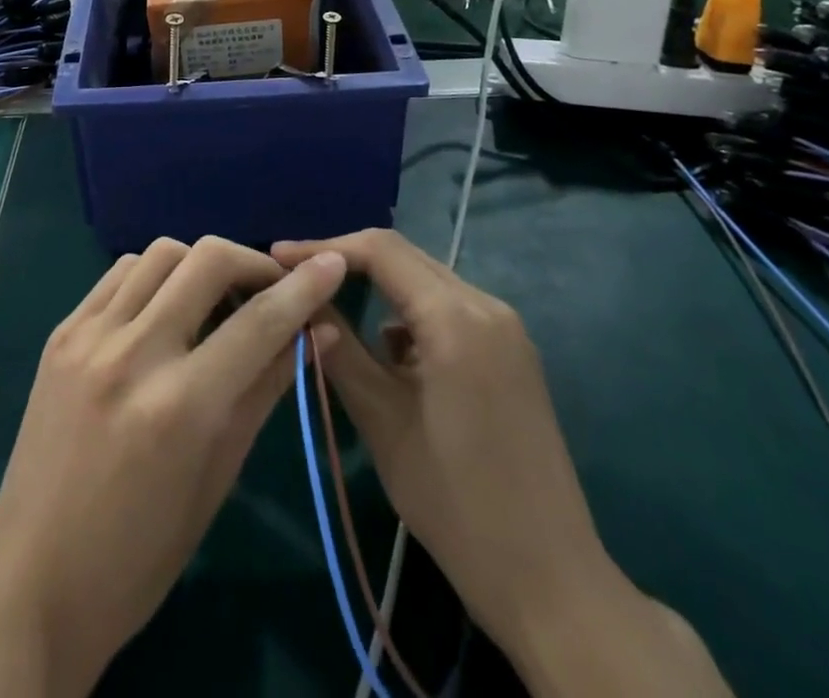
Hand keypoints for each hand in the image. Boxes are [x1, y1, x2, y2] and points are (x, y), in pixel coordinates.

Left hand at [0, 236, 346, 697]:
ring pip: (161, 253)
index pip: (259, 322)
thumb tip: (317, 334)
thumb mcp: (217, 478)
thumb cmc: (140, 553)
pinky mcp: (61, 333)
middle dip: (252, 263)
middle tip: (269, 289)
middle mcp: (133, 354)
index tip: (333, 263)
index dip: (304, 288)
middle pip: (207, 259)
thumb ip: (266, 392)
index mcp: (180, 406)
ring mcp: (89, 337)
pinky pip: (118, 273)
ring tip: (214, 299)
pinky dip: (154, 276)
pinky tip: (164, 308)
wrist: (32, 580)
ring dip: (200, 264)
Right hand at [276, 232, 730, 697]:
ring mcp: (506, 328)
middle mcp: (486, 306)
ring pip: (426, 280)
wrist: (550, 580)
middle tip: (296, 277)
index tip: (278, 257)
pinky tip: (388, 351)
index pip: (380, 251)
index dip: (324, 248)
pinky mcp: (512, 352)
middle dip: (347, 261)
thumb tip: (304, 303)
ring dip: (379, 286)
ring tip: (332, 307)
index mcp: (456, 318)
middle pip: (405, 257)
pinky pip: (449, 308)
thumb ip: (339, 350)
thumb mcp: (382, 421)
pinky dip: (411, 314)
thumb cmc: (456, 502)